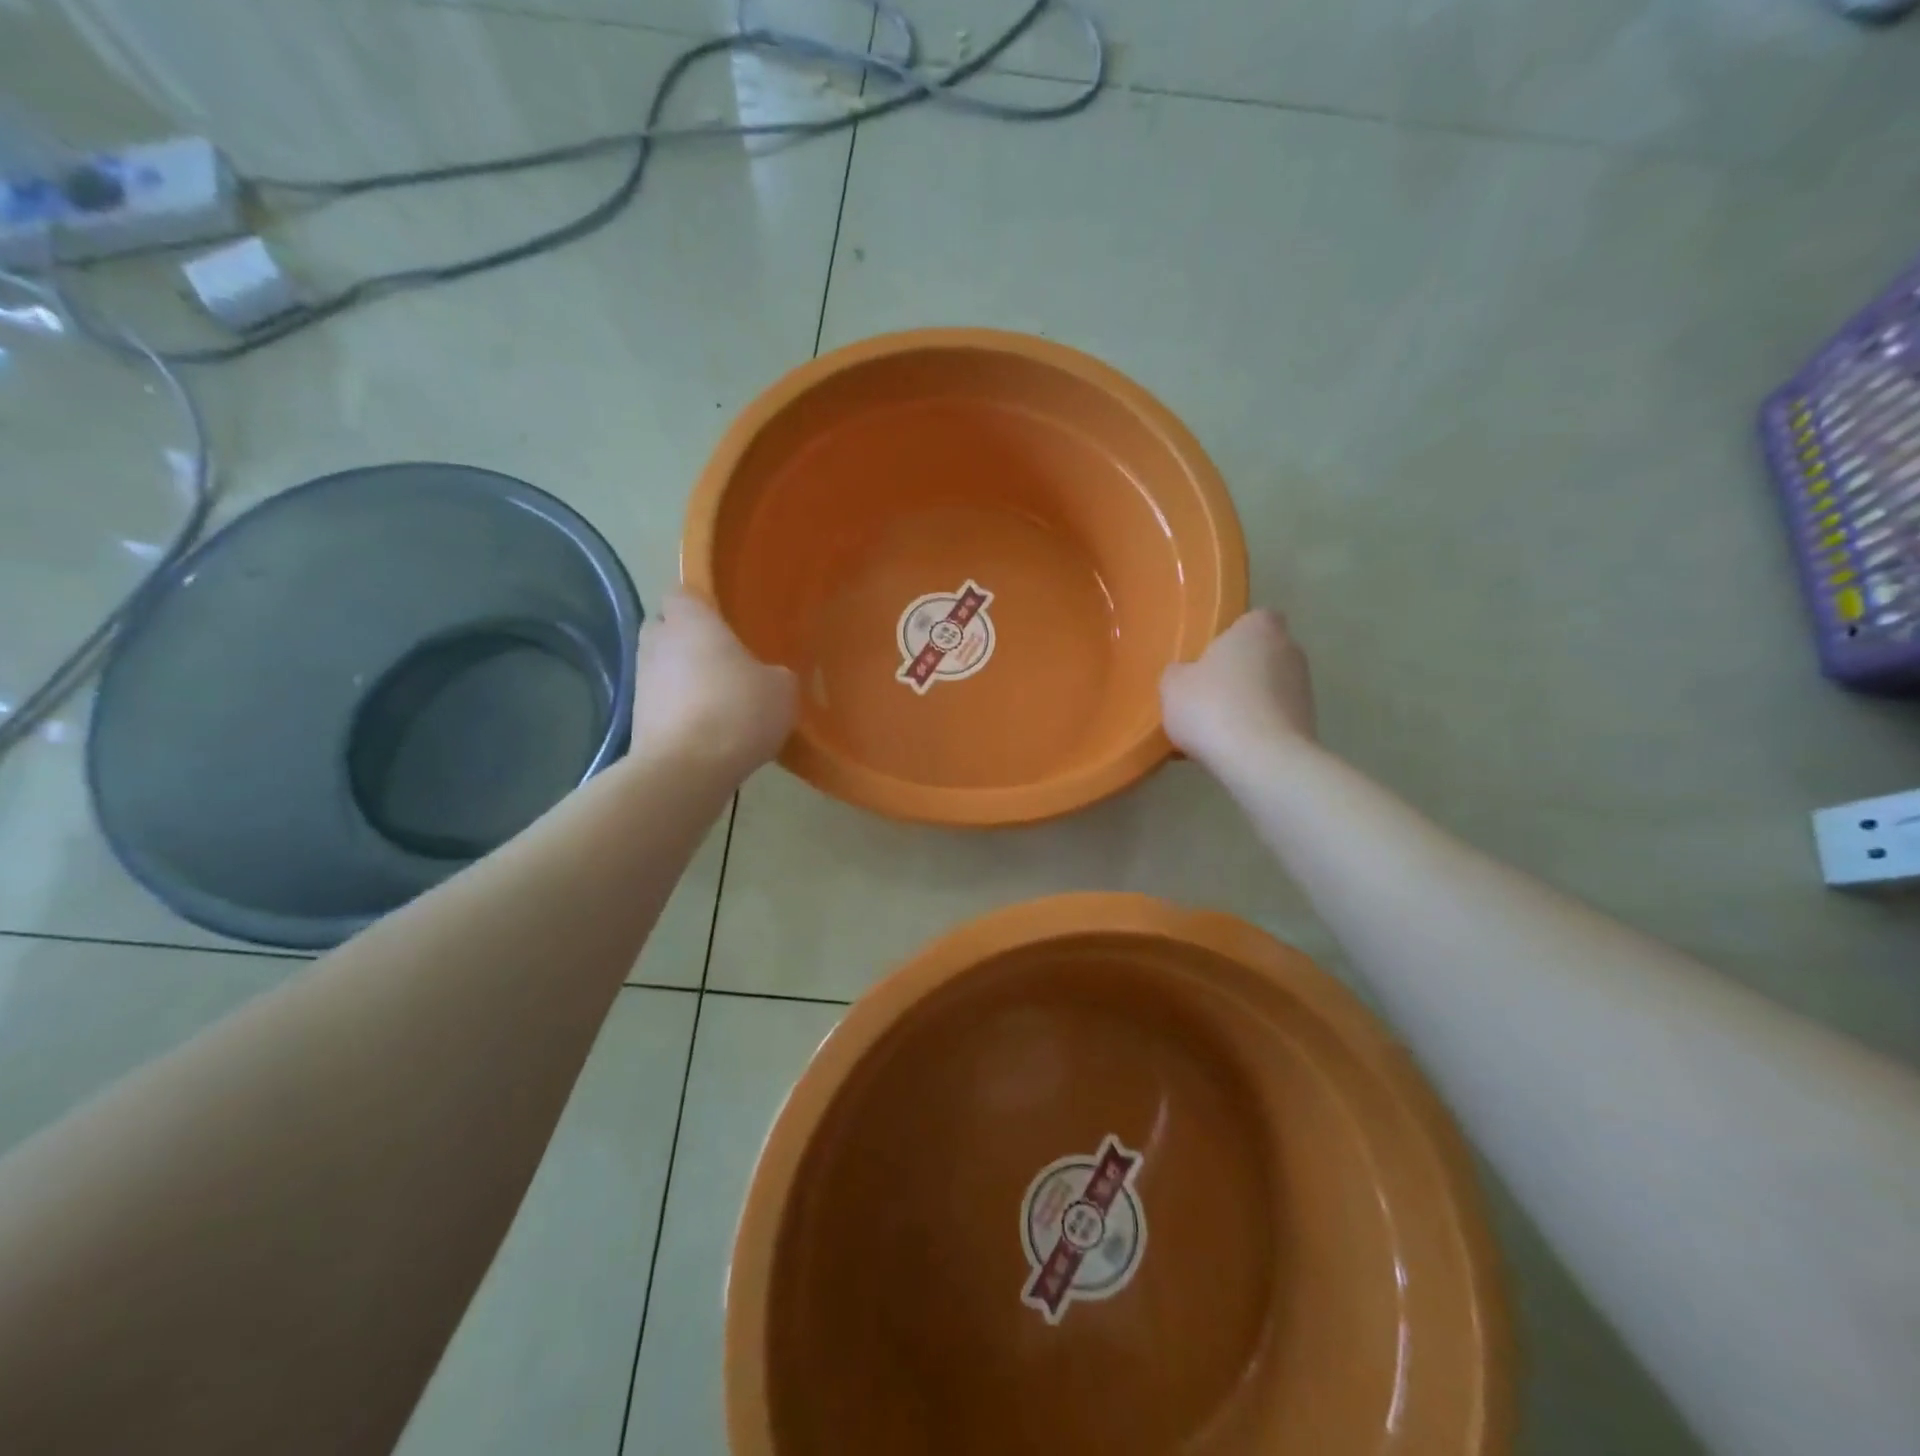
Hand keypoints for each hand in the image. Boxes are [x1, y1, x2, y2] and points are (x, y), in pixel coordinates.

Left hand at [630, 592, 795, 773]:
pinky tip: (708, 730)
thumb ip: (775, 673)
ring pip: (662, 667)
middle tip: (721, 658)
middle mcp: (657, 642)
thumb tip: (768, 677)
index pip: (681, 593)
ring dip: (682, 678)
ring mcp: (641, 681)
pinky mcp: (636, 719)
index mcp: (690, 621)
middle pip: (665, 628)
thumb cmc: (738, 710)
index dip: (700, 604)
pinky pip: (661, 703)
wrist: (688, 769)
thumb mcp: (782, 688)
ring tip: (718, 700)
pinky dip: (679, 711)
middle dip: (687, 639)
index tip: (723, 620)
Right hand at [1160, 609, 1316, 770]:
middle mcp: (1290, 650)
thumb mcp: (1173, 686)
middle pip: (1262, 655)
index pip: (1253, 620)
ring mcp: (1305, 689)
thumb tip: (1186, 674)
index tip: (1212, 659)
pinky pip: (1276, 720)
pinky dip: (1259, 730)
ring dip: (1250, 703)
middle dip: (1241, 672)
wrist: (1261, 760)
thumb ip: (1179, 673)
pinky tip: (1234, 750)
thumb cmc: (1212, 707)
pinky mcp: (1309, 724)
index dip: (1233, 638)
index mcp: (1258, 628)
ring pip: (1270, 690)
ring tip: (1218, 730)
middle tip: (1209, 695)